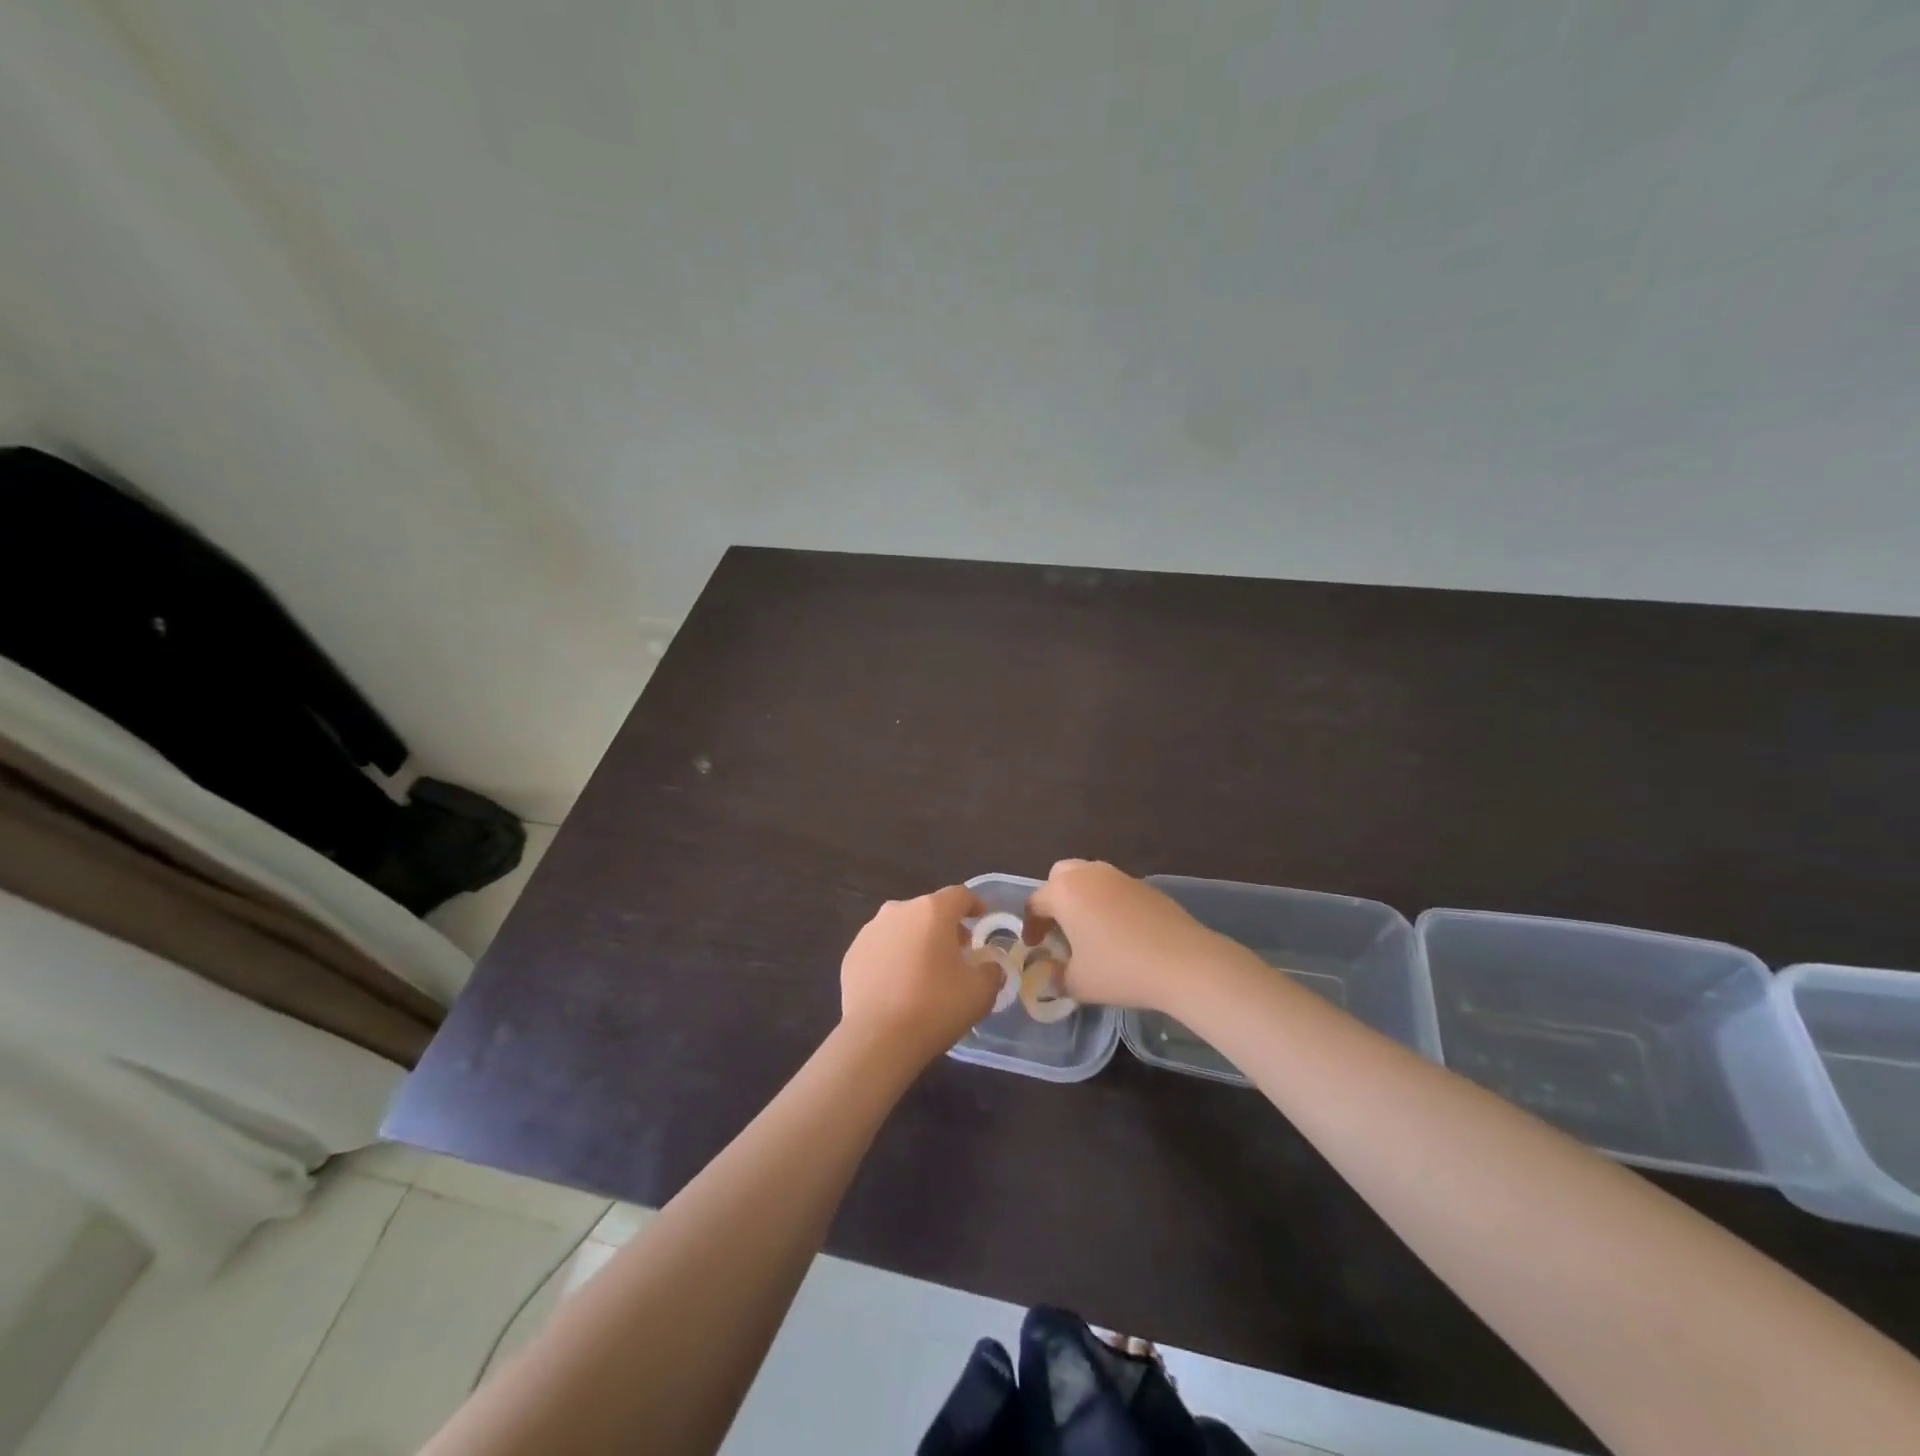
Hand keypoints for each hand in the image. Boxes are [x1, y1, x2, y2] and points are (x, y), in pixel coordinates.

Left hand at [840, 885, 1001, 1065]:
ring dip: (916, 940)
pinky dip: (892, 958)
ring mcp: (870, 931)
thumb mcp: (980, 992)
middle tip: (957, 951)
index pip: (959, 895)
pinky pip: (880, 948)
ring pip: (901, 927)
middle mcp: (898, 911)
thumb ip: (990, 972)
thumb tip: (989, 967)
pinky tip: (898, 985)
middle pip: (928, 910)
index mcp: (932, 911)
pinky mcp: (852, 954)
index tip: (981, 917)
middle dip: (944, 926)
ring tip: (925, 969)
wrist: (878, 1038)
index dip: (974, 904)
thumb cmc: (935, 1007)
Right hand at [1025, 860, 1220, 1010]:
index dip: (1030, 926)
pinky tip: (1119, 932)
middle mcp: (1089, 875)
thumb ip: (1056, 977)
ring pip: (1090, 878)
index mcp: (1065, 892)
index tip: (1034, 947)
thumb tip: (1049, 974)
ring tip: (1088, 930)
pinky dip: (1108, 903)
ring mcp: (1120, 877)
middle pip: (1060, 876)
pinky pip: (1115, 888)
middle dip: (1054, 899)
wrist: (1184, 962)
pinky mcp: (1146, 886)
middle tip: (1058, 928)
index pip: (1035, 902)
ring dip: (1082, 898)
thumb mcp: (1078, 983)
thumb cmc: (1120, 969)